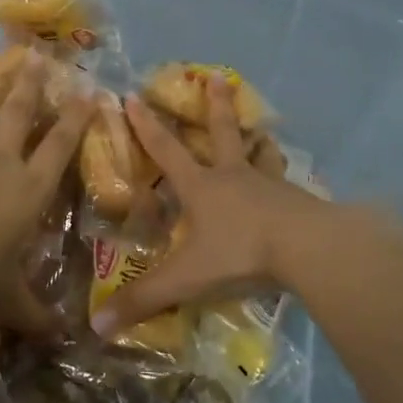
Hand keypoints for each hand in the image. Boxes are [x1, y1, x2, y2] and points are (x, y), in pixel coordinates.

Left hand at [0, 54, 93, 334]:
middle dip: (30, 84)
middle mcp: (1, 157)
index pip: (61, 145)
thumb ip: (35, 313)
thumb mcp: (9, 300)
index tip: (87, 92)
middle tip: (36, 59)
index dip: (76, 117)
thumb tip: (64, 338)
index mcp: (29, 188)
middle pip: (20, 110)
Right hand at [92, 74, 331, 336]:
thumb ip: (144, 299)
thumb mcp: (186, 278)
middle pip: (221, 133)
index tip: (132, 96)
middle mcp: (233, 177)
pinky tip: (293, 187)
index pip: (165, 150)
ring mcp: (269, 185)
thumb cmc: (240, 252)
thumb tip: (96, 326)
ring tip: (262, 132)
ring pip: (260, 155)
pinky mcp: (297, 200)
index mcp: (201, 187)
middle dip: (215, 106)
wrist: (307, 247)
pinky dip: (284, 180)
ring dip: (257, 142)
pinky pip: (287, 184)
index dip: (145, 125)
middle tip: (218, 77)